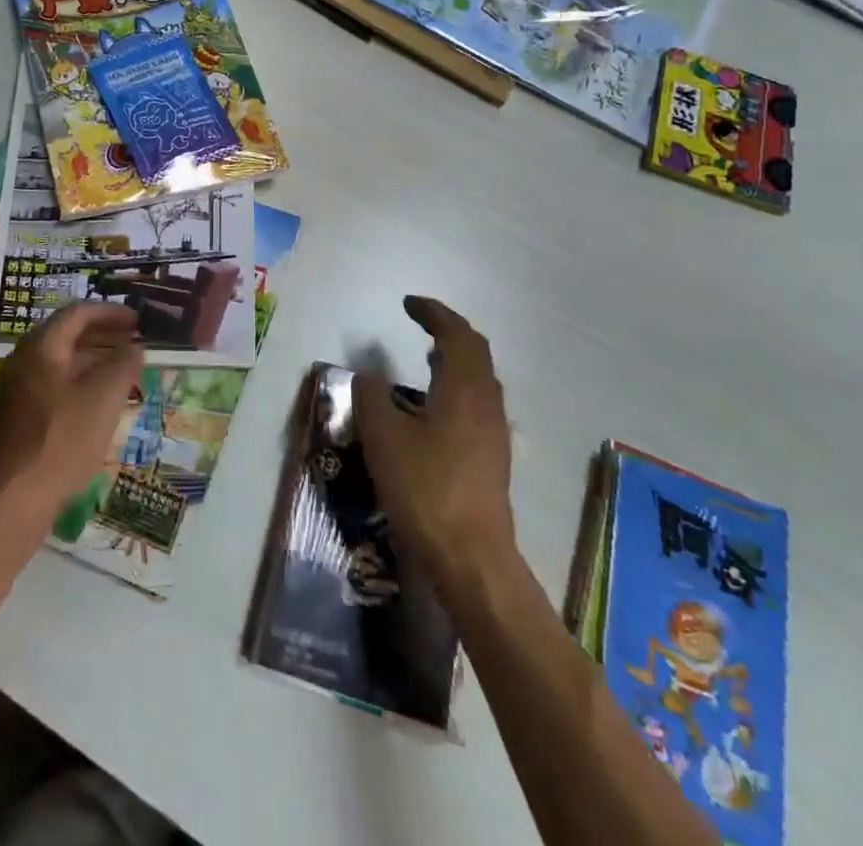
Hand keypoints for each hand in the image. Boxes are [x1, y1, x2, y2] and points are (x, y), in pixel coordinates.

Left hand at [0, 302, 144, 519]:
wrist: (19, 496)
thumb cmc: (65, 436)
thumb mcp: (106, 394)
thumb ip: (125, 362)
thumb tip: (135, 347)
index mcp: (42, 345)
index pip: (79, 312)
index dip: (112, 312)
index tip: (139, 321)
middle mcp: (24, 358)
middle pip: (68, 333)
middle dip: (104, 333)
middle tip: (135, 340)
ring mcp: (19, 387)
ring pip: (62, 360)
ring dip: (95, 357)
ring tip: (125, 366)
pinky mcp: (20, 413)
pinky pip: (55, 382)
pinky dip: (82, 378)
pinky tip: (102, 397)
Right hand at [352, 296, 515, 589]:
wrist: (472, 558)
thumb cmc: (426, 489)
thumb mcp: (384, 438)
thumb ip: (372, 398)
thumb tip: (368, 377)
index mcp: (464, 388)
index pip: (456, 334)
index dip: (433, 313)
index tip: (408, 304)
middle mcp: (486, 403)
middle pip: (476, 352)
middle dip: (449, 331)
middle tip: (421, 323)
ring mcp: (494, 432)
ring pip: (481, 379)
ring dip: (456, 360)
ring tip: (428, 358)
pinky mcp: (493, 458)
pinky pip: (478, 403)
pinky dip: (458, 386)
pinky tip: (435, 408)